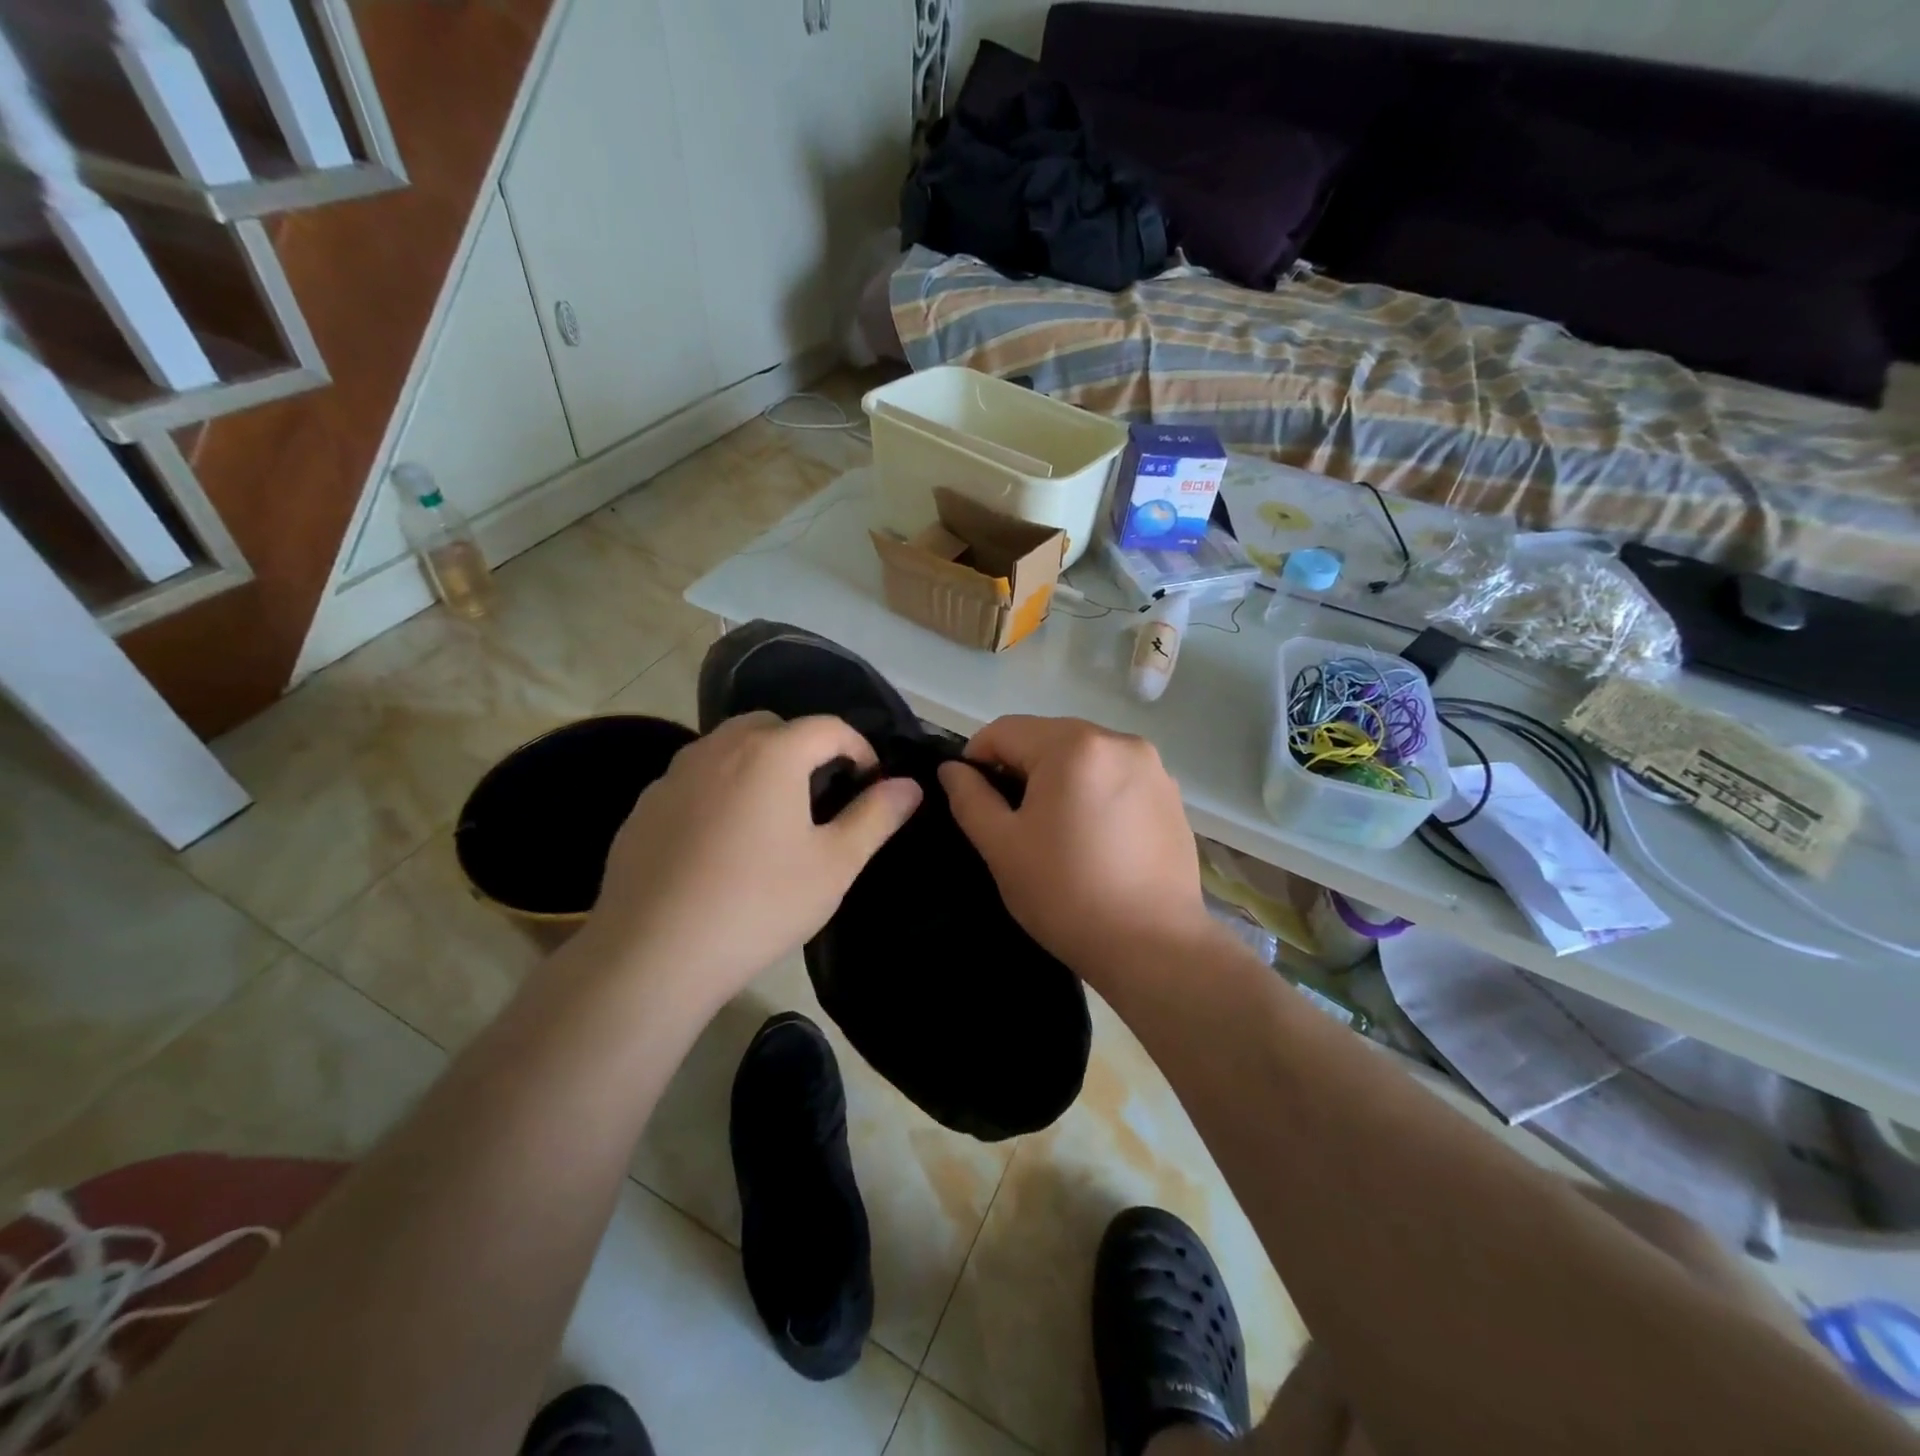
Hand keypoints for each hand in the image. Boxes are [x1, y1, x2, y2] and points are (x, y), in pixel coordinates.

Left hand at [585, 712, 921, 1008]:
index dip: (859, 748)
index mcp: (771, 753)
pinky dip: (719, 789)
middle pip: (773, 726)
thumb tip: (909, 785)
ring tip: (771, 815)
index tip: (869, 783)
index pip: (828, 726)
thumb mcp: (835, 865)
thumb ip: (876, 816)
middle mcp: (719, 748)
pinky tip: (720, 842)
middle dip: (805, 747)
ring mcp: (674, 775)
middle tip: (820, 794)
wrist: (653, 955)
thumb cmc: (759, 905)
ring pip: (728, 747)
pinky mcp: (645, 806)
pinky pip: (694, 779)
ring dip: (759, 764)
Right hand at [937, 715, 1212, 986]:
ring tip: (1057, 830)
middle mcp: (1118, 741)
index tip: (973, 798)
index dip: (977, 759)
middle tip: (1014, 819)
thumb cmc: (1066, 894)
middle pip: (1048, 737)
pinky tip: (1095, 836)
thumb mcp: (1002, 847)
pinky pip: (1116, 776)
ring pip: (1084, 756)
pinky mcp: (1171, 794)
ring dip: (1059, 778)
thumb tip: (952, 769)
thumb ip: (970, 798)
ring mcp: (1152, 766)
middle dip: (1021, 767)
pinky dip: (1095, 792)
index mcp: (1074, 746)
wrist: (1153, 947)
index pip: (1005, 730)